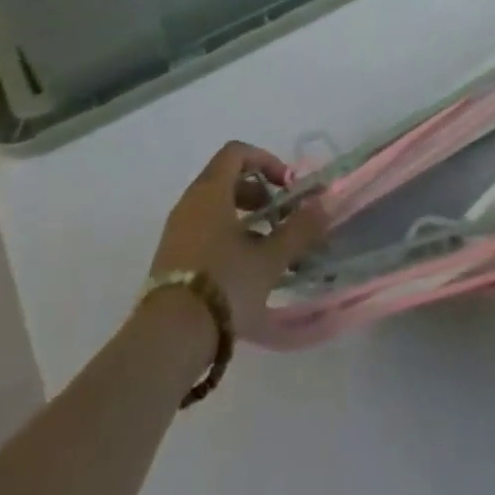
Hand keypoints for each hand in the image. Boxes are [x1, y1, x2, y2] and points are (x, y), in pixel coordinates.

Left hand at [146, 141, 326, 338]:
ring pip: (214, 207)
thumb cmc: (224, 285)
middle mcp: (189, 203)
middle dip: (258, 192)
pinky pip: (202, 231)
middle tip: (279, 217)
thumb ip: (300, 229)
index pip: (237, 152)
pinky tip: (244, 270)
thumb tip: (326, 204)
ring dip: (244, 218)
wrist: (168, 341)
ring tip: (267, 249)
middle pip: (226, 178)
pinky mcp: (169, 260)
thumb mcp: (270, 258)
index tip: (286, 186)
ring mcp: (175, 232)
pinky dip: (226, 237)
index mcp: (210, 191)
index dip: (266, 161)